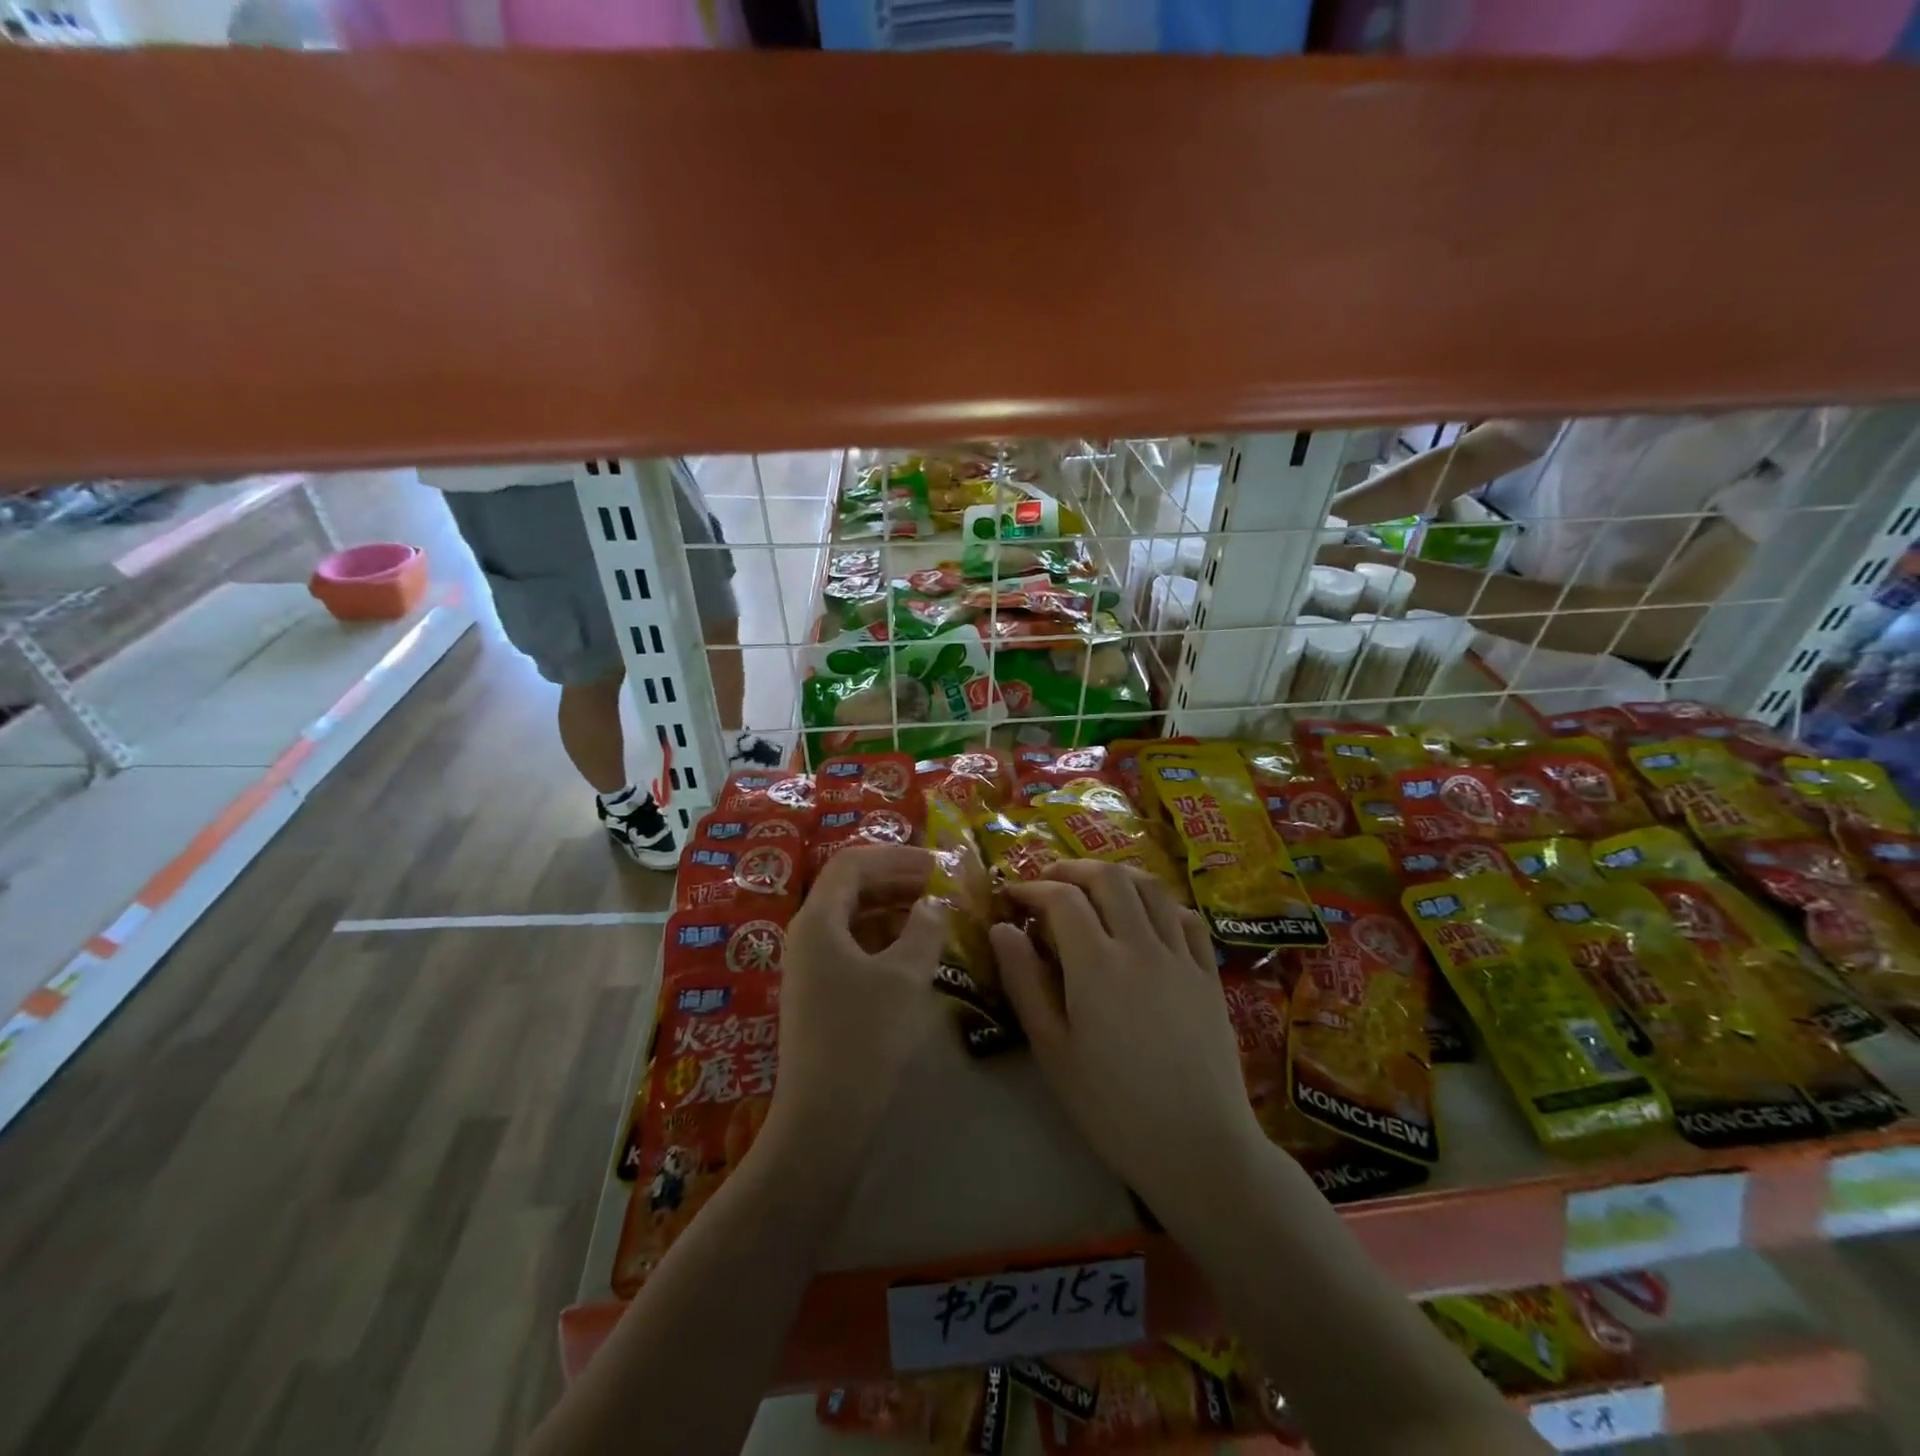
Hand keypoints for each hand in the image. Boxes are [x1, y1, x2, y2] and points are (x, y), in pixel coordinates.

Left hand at [770, 844, 947, 1145]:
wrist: (824, 1120)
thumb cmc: (864, 1037)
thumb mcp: (904, 976)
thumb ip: (924, 929)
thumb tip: (935, 903)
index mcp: (817, 920)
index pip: (852, 863)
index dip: (896, 856)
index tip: (937, 863)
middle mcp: (808, 935)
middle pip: (851, 888)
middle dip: (897, 880)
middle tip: (942, 886)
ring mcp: (812, 967)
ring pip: (855, 919)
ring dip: (894, 910)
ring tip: (937, 915)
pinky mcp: (822, 994)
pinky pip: (855, 948)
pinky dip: (886, 940)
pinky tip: (917, 951)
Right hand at [991, 861, 1264, 1222]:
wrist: (1198, 1147)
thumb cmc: (1112, 1107)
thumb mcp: (1053, 1050)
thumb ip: (1024, 982)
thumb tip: (1002, 929)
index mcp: (1097, 965)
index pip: (1062, 900)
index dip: (1032, 888)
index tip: (1011, 896)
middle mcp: (1141, 946)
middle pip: (1108, 878)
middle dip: (1071, 870)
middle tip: (1047, 883)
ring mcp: (1181, 956)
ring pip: (1150, 888)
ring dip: (1116, 876)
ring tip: (1092, 888)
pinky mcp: (1209, 973)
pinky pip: (1186, 917)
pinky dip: (1159, 902)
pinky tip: (1146, 916)